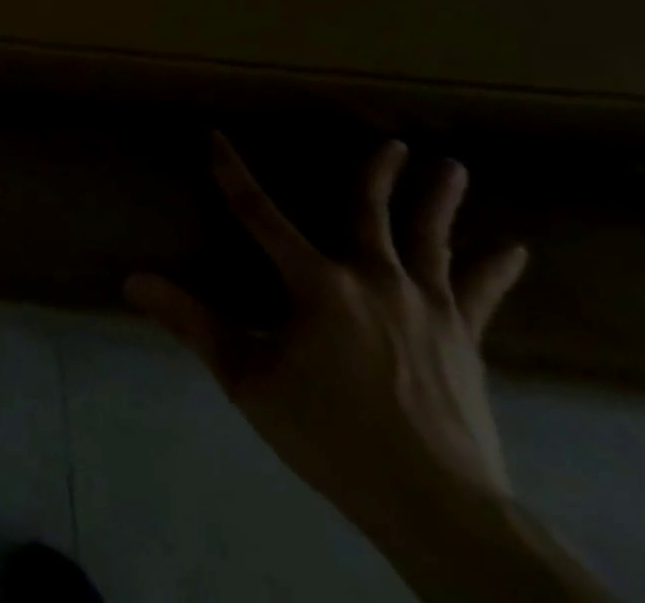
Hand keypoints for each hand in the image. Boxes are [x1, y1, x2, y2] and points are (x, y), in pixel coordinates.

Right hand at [125, 133, 529, 534]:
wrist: (440, 508)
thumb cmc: (332, 435)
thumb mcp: (247, 378)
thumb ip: (191, 323)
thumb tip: (131, 280)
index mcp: (317, 284)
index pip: (259, 213)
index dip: (231, 172)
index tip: (214, 136)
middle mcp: (374, 280)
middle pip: (371, 215)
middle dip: (377, 175)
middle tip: (394, 142)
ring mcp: (427, 309)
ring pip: (430, 241)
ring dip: (438, 202)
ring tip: (453, 167)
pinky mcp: (463, 341)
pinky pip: (480, 294)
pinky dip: (495, 269)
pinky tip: (514, 250)